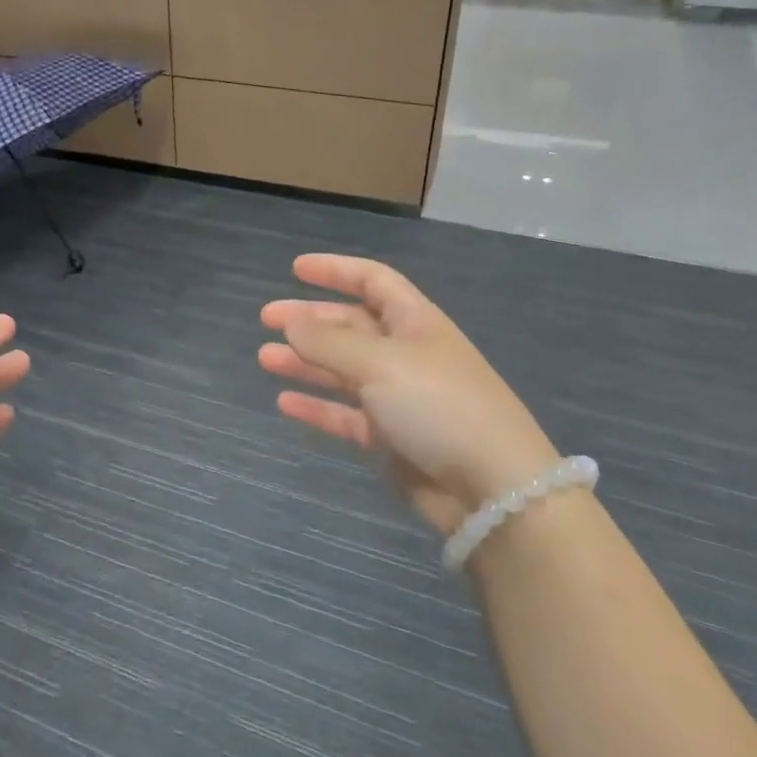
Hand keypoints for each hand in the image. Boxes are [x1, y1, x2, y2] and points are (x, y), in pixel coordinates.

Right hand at [259, 255, 558, 534]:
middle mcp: (407, 354)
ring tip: (265, 358)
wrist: (491, 487)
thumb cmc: (437, 405)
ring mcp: (400, 397)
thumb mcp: (379, 363)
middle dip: (310, 320)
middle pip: (351, 326)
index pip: (373, 281)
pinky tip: (285, 402)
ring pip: (343, 370)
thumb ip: (329, 342)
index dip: (336, 271)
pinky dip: (317, 407)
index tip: (295, 268)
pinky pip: (346, 414)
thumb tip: (292, 322)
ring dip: (306, 362)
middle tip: (267, 319)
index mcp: (415, 323)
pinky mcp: (392, 438)